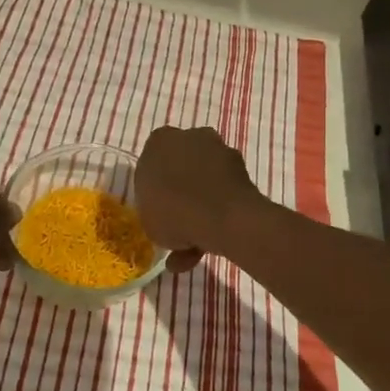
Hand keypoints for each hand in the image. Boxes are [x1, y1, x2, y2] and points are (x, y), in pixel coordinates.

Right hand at [135, 127, 266, 272]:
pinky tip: (206, 251)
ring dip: (198, 214)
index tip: (155, 208)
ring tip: (189, 253)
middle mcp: (193, 137)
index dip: (152, 188)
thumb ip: (152, 208)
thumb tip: (164, 214)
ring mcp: (221, 152)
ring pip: (204, 185)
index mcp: (161, 140)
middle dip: (179, 197)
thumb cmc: (174, 210)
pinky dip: (216, 219)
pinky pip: (222, 196)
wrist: (223, 217)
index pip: (151, 161)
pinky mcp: (243, 171)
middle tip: (173, 227)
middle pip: (180, 170)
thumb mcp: (146, 215)